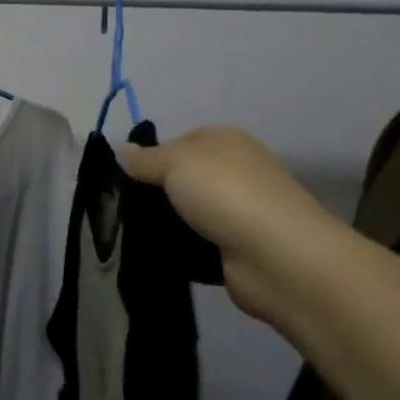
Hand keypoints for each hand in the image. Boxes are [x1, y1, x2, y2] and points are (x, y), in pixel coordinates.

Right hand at [121, 126, 342, 323]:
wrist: (277, 257)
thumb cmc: (225, 193)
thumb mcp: (175, 162)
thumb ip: (144, 159)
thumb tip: (122, 150)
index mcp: (226, 141)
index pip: (180, 141)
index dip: (152, 157)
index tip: (127, 178)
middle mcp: (236, 173)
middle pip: (184, 180)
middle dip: (157, 195)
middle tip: (124, 210)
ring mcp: (239, 214)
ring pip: (189, 215)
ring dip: (167, 226)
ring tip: (132, 237)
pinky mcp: (237, 251)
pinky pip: (198, 247)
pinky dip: (181, 253)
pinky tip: (157, 257)